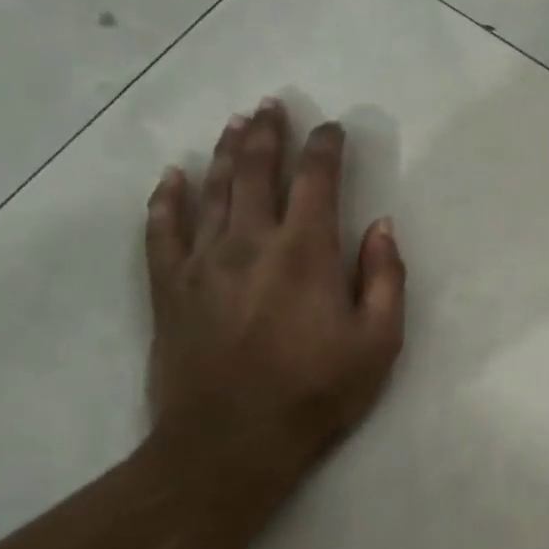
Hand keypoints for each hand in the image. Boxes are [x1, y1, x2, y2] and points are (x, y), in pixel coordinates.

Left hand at [144, 99, 406, 481]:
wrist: (231, 443)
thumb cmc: (317, 391)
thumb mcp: (379, 340)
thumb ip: (385, 277)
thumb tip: (381, 226)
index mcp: (306, 251)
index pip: (316, 180)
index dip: (325, 147)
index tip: (332, 129)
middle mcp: (251, 242)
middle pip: (257, 171)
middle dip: (268, 133)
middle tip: (272, 104)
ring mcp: (203, 262)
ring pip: (213, 190)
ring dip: (226, 152)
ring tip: (236, 124)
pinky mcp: (169, 289)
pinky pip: (162, 231)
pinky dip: (167, 200)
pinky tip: (172, 177)